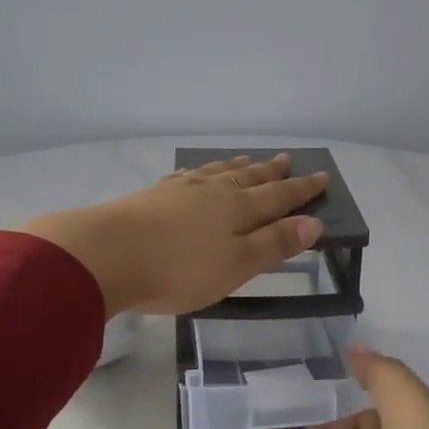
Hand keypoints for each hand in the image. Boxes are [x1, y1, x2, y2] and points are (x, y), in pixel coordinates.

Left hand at [20, 153, 329, 316]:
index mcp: (237, 210)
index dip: (301, 190)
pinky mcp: (152, 196)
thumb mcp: (236, 265)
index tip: (322, 177)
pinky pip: (187, 176)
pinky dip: (201, 172)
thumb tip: (314, 223)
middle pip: (248, 179)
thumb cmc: (179, 269)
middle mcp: (213, 192)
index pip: (278, 197)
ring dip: (237, 167)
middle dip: (271, 172)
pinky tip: (196, 174)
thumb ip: (273, 244)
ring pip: (217, 173)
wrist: (106, 254)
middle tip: (286, 159)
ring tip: (248, 160)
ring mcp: (180, 191)